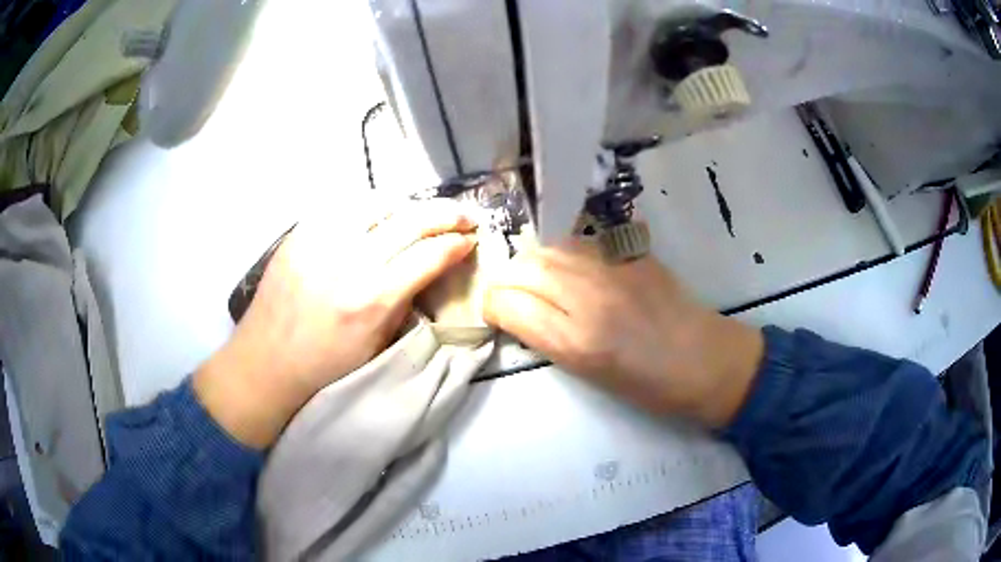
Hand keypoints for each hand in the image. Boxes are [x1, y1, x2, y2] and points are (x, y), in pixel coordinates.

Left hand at [195, 200, 477, 446]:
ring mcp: (321, 241)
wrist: (267, 362)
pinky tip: (376, 216)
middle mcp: (350, 262)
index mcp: (373, 299)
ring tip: (418, 213)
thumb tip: (428, 268)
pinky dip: (368, 207)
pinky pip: (342, 206)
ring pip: (378, 202)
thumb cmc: (325, 366)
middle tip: (463, 215)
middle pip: (411, 219)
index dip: (457, 243)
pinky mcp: (299, 234)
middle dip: (446, 213)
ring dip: (407, 204)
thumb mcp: (377, 345)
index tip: (470, 240)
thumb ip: (405, 301)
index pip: (430, 254)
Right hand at [482, 239, 763, 427]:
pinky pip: (580, 243)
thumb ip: (548, 338)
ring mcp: (613, 268)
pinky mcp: (631, 253)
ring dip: (532, 264)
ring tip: (538, 281)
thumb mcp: (589, 374)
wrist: (705, 360)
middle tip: (511, 296)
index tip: (496, 314)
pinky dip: (563, 254)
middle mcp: (590, 298)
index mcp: (578, 342)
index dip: (492, 306)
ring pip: (548, 249)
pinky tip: (570, 269)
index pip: (508, 304)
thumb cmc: (648, 385)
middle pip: (523, 268)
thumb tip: (518, 312)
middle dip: (505, 281)